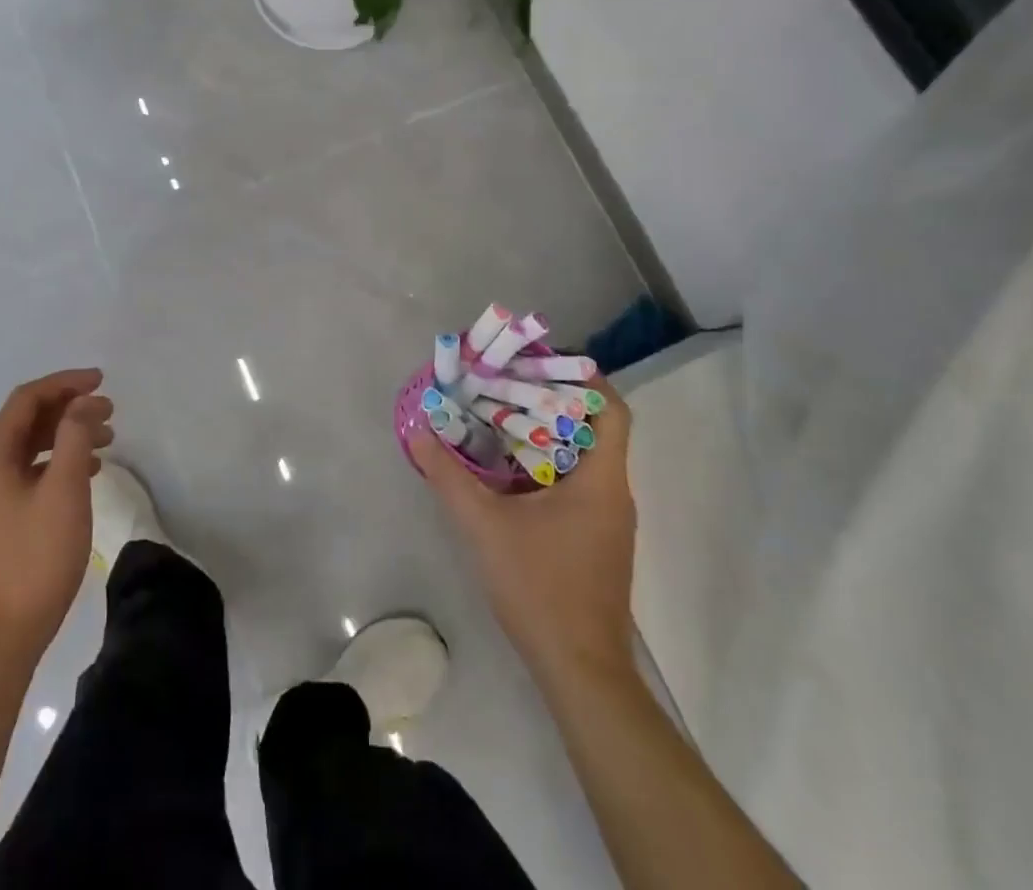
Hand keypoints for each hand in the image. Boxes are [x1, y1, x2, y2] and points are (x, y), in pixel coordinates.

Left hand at [0, 368, 114, 663]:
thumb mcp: (64, 490)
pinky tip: (88, 474)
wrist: (1, 637)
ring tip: (107, 440)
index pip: (27, 399)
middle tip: (109, 410)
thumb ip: (75, 436)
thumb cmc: (35, 558)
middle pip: (26, 421)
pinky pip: (28, 474)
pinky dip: (57, 463)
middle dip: (69, 409)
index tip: (101, 381)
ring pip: (29, 449)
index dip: (65, 383)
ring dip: (66, 436)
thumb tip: (85, 402)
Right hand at [411, 375, 636, 682]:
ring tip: (501, 415)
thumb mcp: (484, 526)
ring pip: (584, 456)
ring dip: (547, 432)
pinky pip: (577, 482)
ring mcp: (609, 519)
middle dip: (553, 400)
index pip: (613, 410)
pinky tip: (508, 469)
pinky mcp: (597, 540)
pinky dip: (547, 463)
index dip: (585, 378)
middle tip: (507, 382)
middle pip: (595, 427)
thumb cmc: (540, 588)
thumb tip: (418, 431)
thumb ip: (448, 475)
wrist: (579, 670)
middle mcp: (613, 492)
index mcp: (601, 480)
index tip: (542, 362)